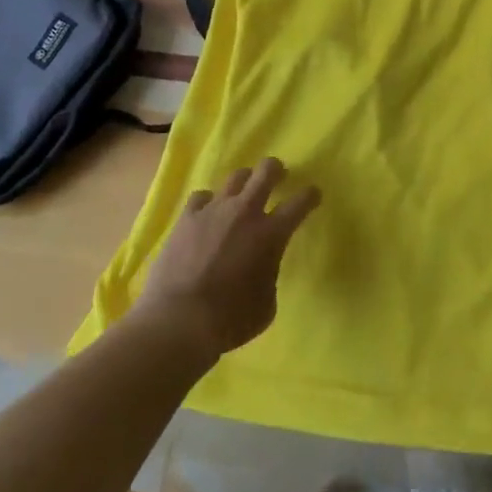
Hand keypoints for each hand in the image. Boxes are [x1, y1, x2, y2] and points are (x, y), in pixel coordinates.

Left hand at [133, 157, 319, 359]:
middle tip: (279, 176)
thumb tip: (262, 265)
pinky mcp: (186, 218)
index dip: (310, 195)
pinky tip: (207, 214)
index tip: (313, 195)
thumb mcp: (267, 303)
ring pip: (236, 177)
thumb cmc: (231, 320)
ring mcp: (214, 210)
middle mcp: (245, 212)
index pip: (300, 202)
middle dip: (276, 170)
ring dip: (245, 182)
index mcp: (271, 234)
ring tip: (242, 194)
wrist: (179, 321)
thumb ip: (269, 274)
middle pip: (266, 171)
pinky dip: (209, 202)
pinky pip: (202, 196)